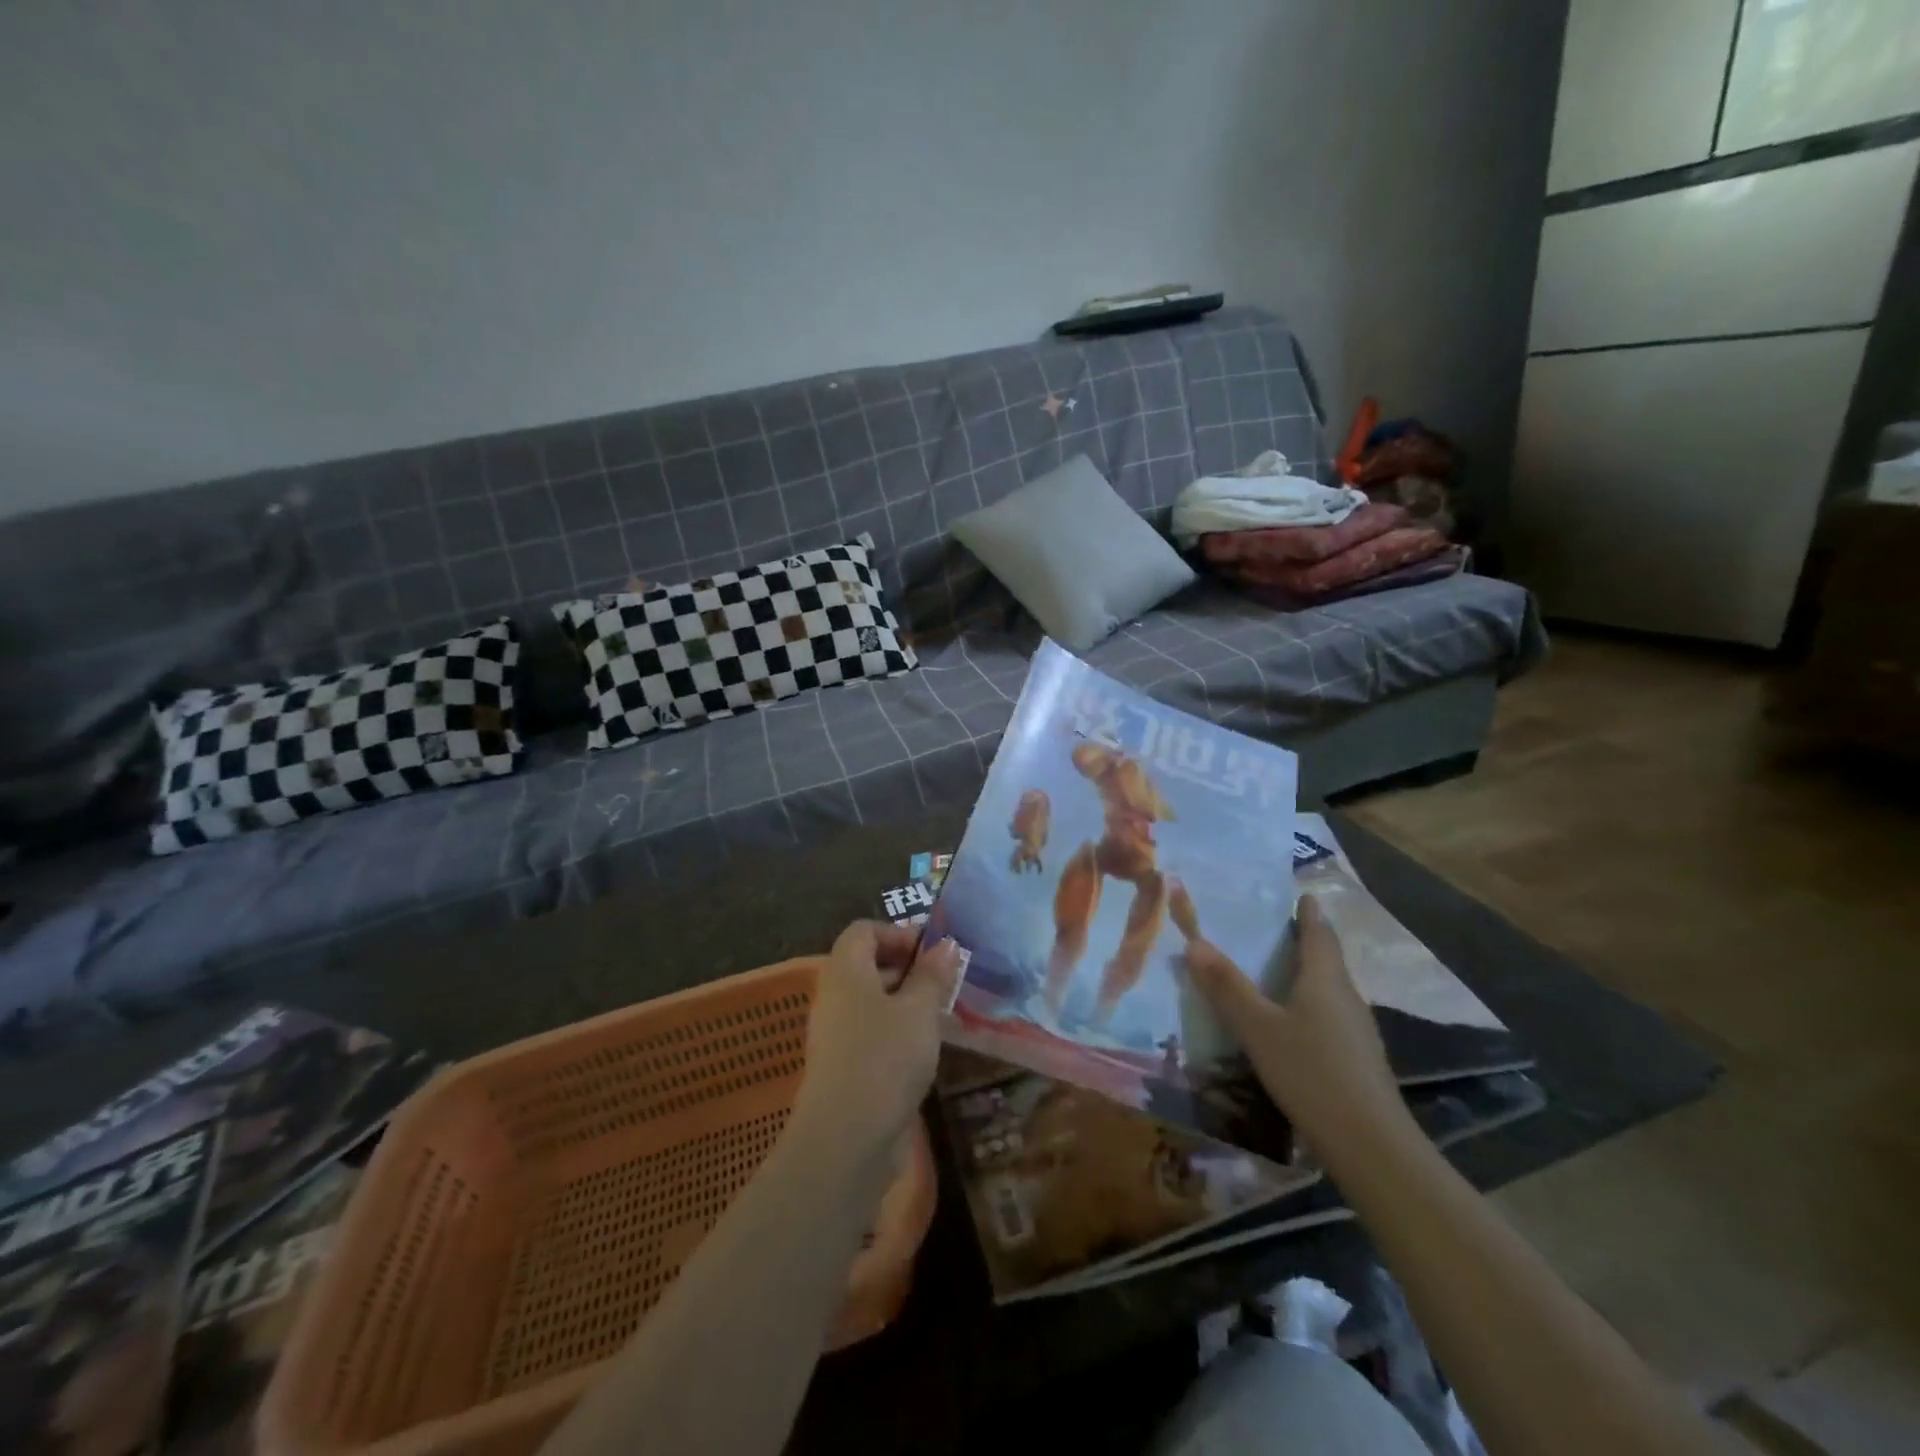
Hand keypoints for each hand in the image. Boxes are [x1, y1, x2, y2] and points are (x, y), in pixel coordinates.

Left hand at [791, 921, 961, 1163]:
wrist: (846, 1139)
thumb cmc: (885, 1057)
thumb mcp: (919, 1010)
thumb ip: (933, 974)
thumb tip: (945, 944)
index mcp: (845, 969)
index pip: (864, 930)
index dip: (898, 933)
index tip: (933, 952)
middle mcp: (833, 995)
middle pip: (867, 963)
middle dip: (907, 967)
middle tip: (943, 983)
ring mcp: (834, 1032)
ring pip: (870, 1000)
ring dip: (904, 1001)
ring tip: (940, 1015)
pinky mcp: (841, 1066)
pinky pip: (869, 1031)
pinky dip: (895, 1030)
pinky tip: (922, 1049)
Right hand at [1184, 894, 1406, 1148]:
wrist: (1371, 1145)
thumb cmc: (1311, 1072)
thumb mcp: (1258, 1027)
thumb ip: (1226, 986)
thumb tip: (1193, 941)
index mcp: (1325, 978)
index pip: (1319, 931)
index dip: (1308, 912)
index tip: (1299, 894)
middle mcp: (1346, 996)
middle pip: (1325, 958)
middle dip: (1302, 941)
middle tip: (1268, 929)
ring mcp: (1356, 1030)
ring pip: (1327, 989)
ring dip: (1303, 975)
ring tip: (1270, 972)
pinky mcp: (1357, 1058)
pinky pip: (1328, 1016)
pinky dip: (1307, 1005)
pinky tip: (1287, 1023)